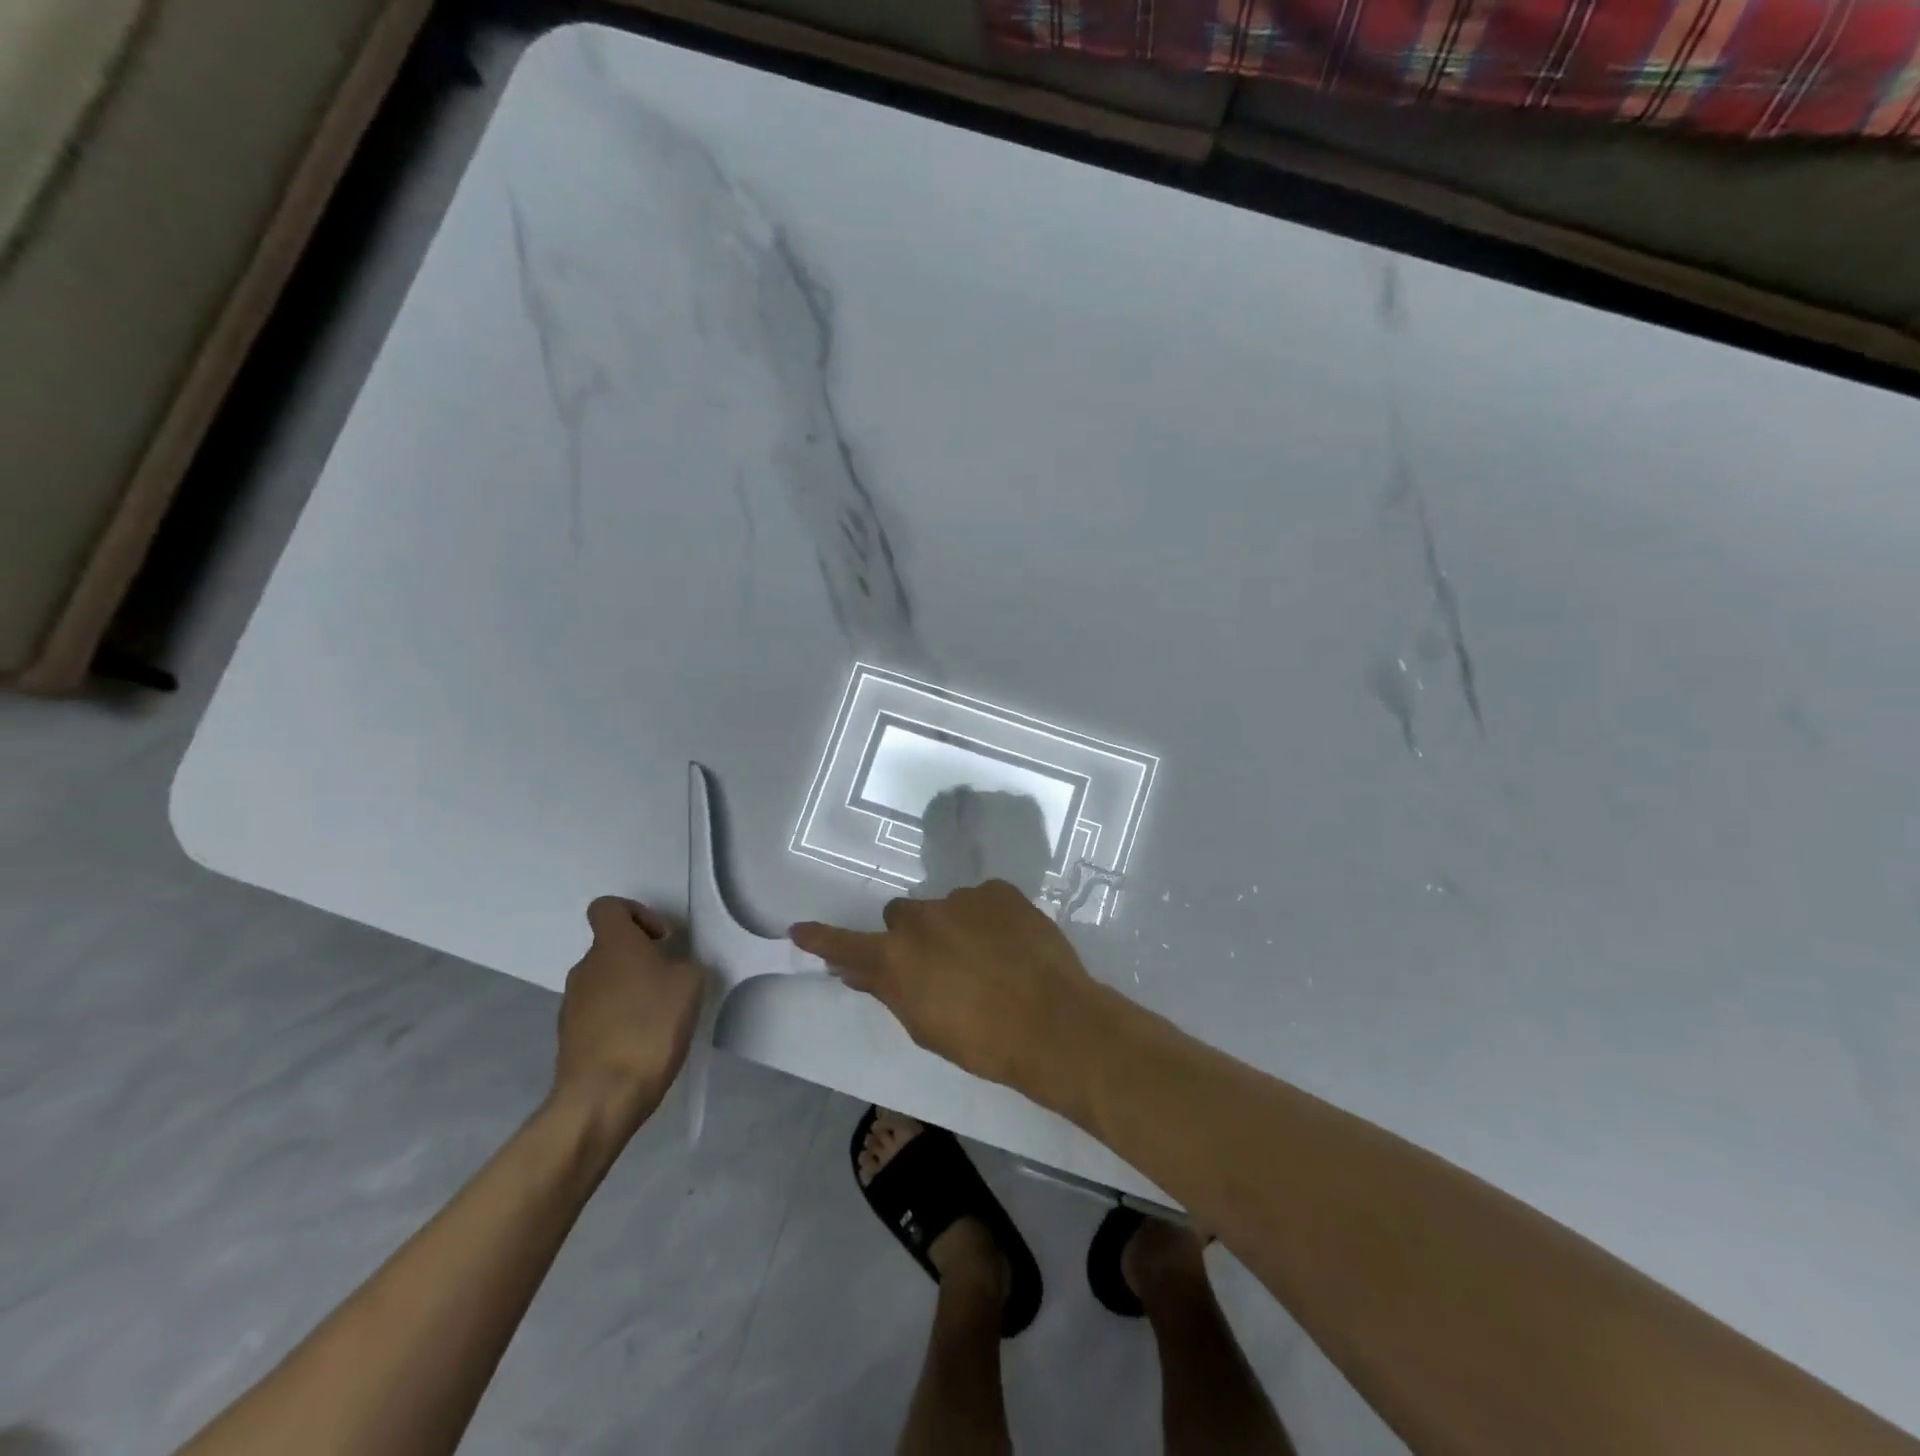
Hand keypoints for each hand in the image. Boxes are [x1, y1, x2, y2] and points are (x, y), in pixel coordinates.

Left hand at [553, 897, 704, 1133]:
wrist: (603, 1095)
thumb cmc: (650, 1026)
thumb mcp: (690, 984)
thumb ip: (683, 966)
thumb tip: (672, 971)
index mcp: (612, 945)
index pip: (608, 907)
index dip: (637, 913)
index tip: (662, 939)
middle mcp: (585, 968)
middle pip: (611, 948)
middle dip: (641, 959)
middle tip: (670, 983)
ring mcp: (572, 1004)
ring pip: (606, 982)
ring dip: (631, 990)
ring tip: (660, 1018)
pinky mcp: (569, 1038)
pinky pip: (599, 1014)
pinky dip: (620, 1019)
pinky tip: (642, 1043)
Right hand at [790, 880, 1104, 1110]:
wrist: (1053, 1023)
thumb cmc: (982, 1042)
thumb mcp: (925, 1026)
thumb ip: (889, 991)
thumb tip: (859, 971)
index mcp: (896, 958)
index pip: (846, 946)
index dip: (823, 940)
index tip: (799, 929)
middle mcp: (921, 918)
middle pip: (901, 917)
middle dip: (911, 937)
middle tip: (940, 965)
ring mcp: (962, 898)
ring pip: (945, 908)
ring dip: (954, 927)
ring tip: (989, 959)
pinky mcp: (999, 890)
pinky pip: (981, 900)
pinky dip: (988, 918)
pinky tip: (1010, 945)